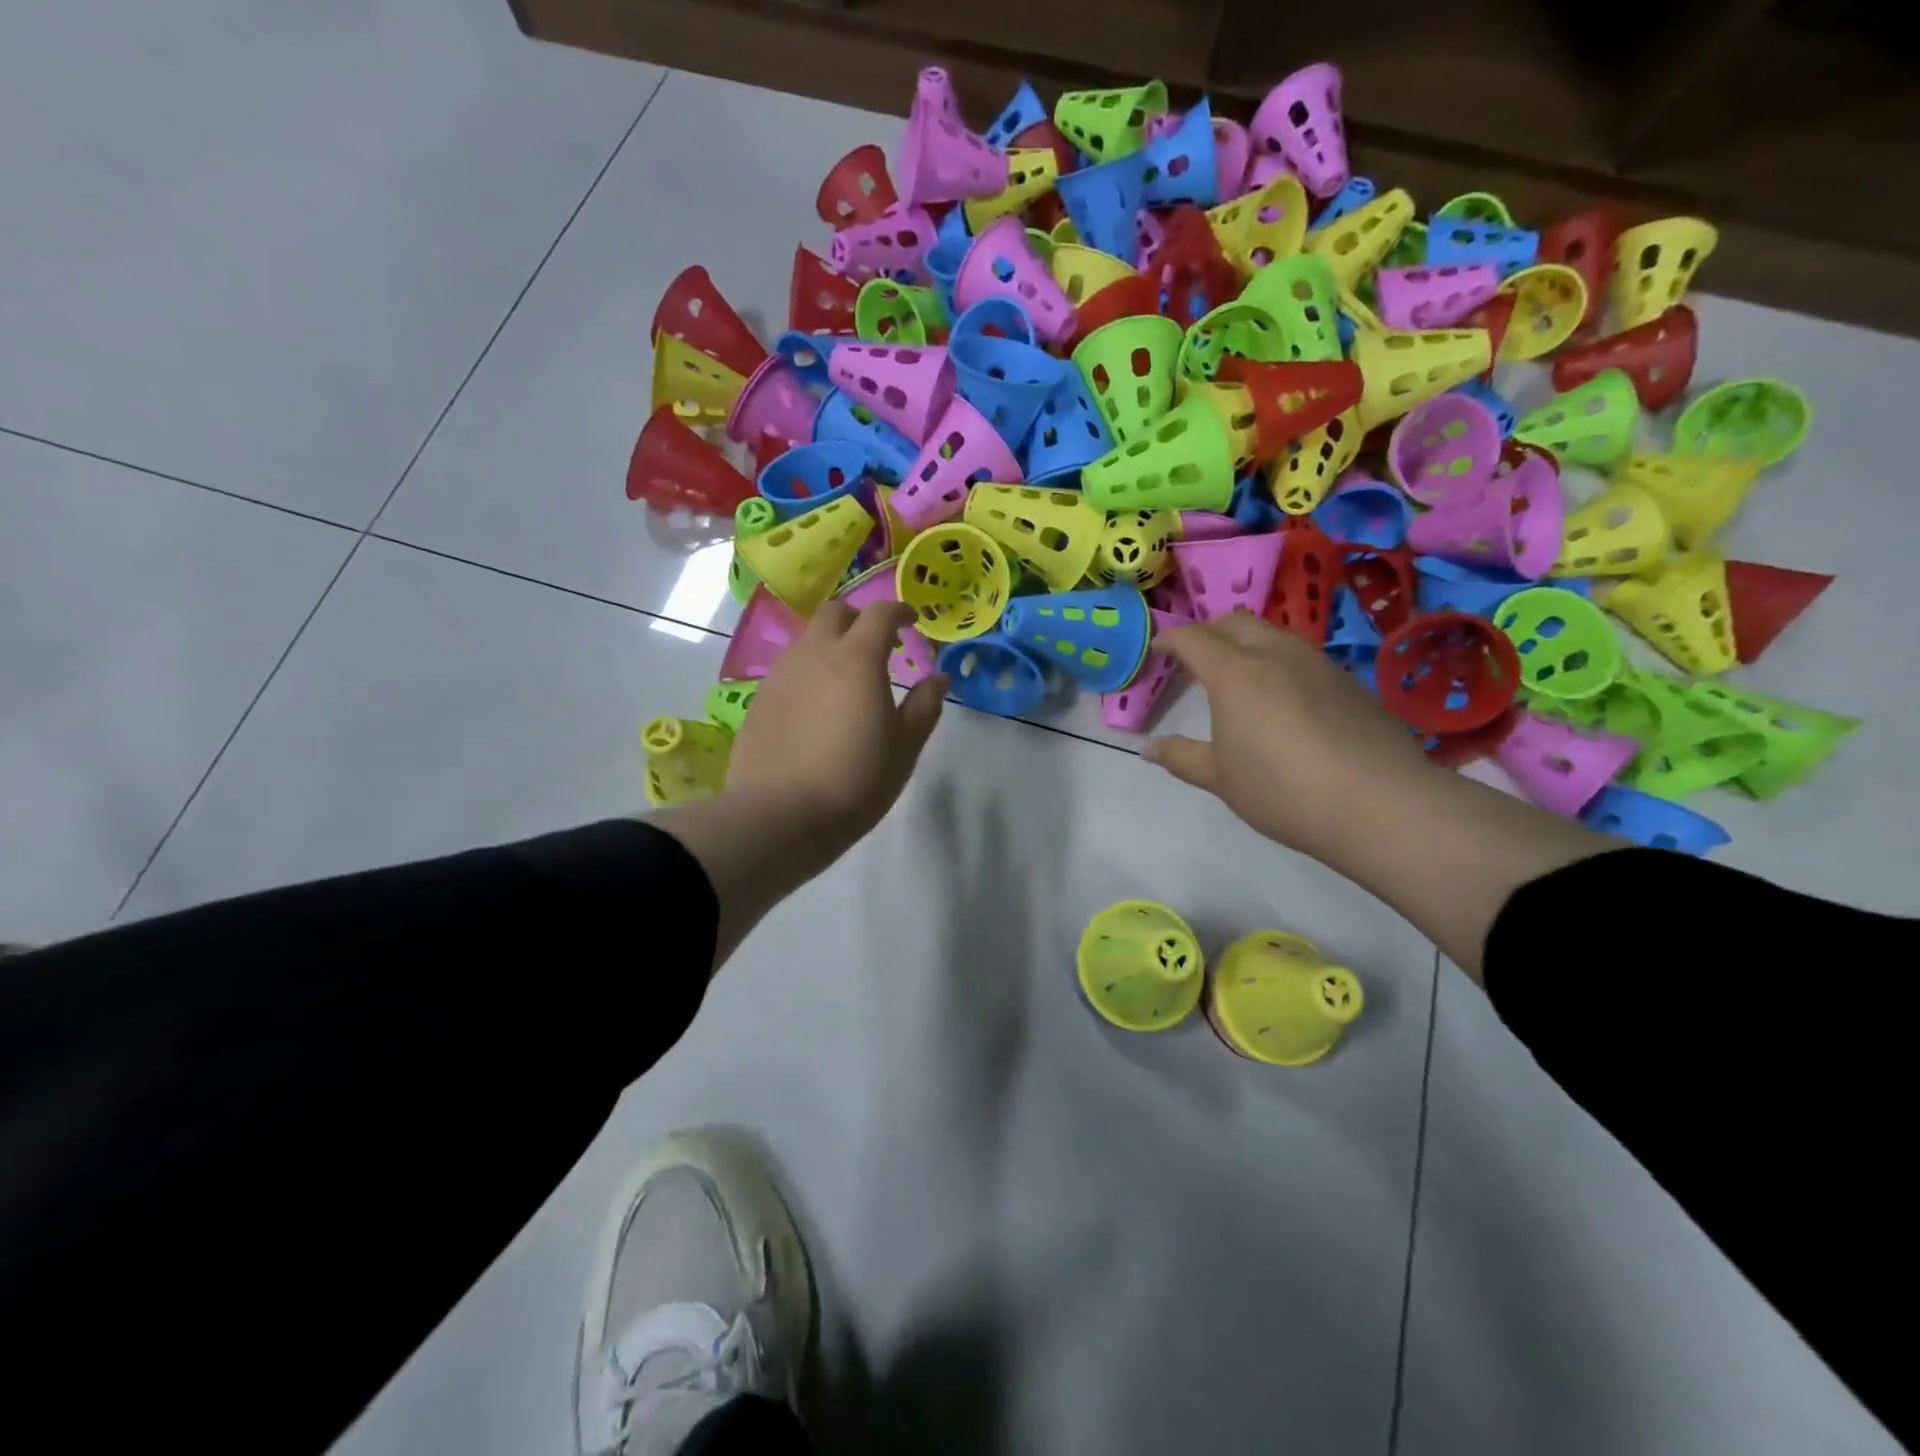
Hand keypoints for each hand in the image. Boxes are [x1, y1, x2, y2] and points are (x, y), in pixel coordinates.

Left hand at [724, 601, 946, 858]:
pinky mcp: (759, 699)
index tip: (912, 621)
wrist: (780, 816)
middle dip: (860, 619)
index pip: (880, 613)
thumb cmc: (855, 780)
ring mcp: (780, 674)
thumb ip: (925, 706)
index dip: (899, 611)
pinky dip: (809, 672)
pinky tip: (816, 706)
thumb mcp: (904, 746)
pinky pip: (789, 669)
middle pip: (835, 613)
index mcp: (856, 658)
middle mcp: (814, 654)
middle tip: (878, 646)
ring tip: (846, 679)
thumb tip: (938, 679)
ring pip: (808, 641)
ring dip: (831, 646)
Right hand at [1144, 611, 1439, 864]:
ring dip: (1247, 642)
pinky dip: (1280, 661)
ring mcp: (1318, 663)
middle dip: (1209, 631)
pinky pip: (1302, 655)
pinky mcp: (1349, 681)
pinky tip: (1283, 697)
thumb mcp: (1220, 779)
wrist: (1380, 804)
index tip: (1158, 650)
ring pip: (1273, 633)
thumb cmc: (1282, 790)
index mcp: (1235, 673)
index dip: (1170, 640)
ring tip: (1238, 674)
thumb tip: (1149, 749)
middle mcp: (1276, 654)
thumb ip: (1181, 757)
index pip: (1193, 638)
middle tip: (1195, 657)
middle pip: (1235, 622)